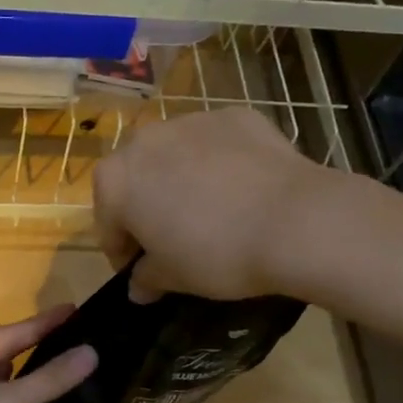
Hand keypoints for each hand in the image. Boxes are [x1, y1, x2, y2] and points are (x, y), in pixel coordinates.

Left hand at [0, 307, 96, 402]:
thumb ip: (50, 377)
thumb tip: (92, 352)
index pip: (3, 336)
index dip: (39, 323)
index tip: (72, 309)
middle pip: (5, 355)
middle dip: (39, 343)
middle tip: (77, 329)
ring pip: (10, 381)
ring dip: (39, 371)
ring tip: (73, 355)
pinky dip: (34, 395)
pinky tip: (57, 391)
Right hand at [92, 109, 331, 299]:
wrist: (295, 221)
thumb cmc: (216, 254)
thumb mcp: (174, 277)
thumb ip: (146, 278)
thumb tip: (138, 286)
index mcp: (116, 180)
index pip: (108, 223)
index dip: (122, 253)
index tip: (141, 273)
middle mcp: (145, 140)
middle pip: (136, 180)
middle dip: (147, 208)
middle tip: (173, 240)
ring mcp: (192, 121)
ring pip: (175, 156)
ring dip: (181, 181)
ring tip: (211, 212)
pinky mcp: (235, 116)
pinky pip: (215, 145)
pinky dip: (219, 164)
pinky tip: (242, 191)